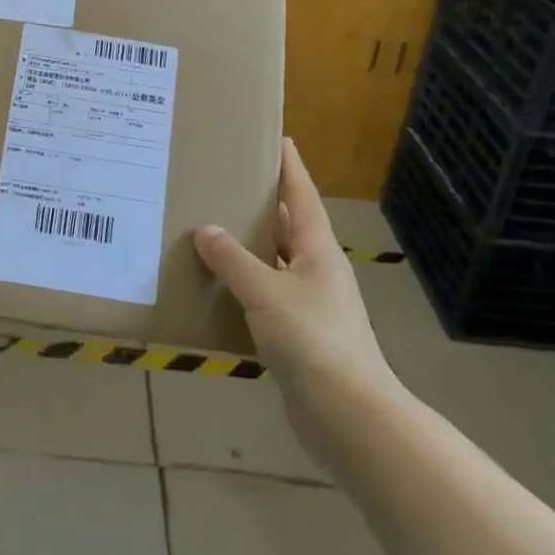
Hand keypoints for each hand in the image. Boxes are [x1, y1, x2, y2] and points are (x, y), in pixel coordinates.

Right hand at [194, 139, 400, 466]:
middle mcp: (317, 270)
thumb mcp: (266, 293)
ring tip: (210, 228)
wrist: (350, 418)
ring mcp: (311, 305)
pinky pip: (266, 299)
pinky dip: (244, 288)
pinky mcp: (299, 337)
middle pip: (288, 225)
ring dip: (248, 249)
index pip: (302, 194)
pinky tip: (216, 287)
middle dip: (260, 204)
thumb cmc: (313, 341)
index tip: (275, 137)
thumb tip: (205, 230)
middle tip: (225, 180)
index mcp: (318, 249)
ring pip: (275, 263)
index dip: (289, 165)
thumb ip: (233, 260)